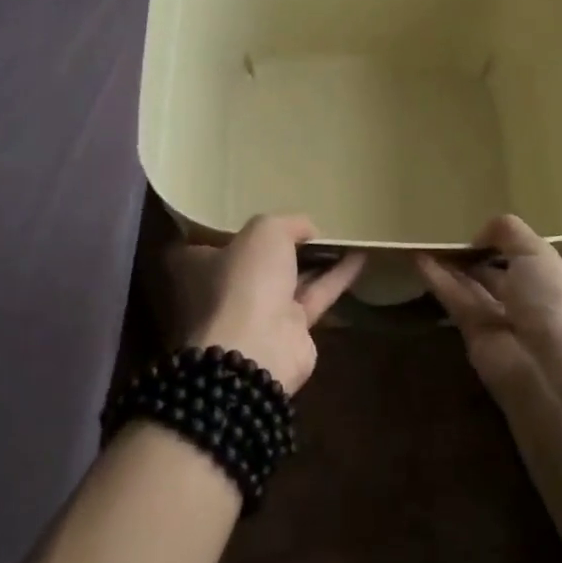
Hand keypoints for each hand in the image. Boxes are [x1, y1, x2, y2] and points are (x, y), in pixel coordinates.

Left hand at [174, 215, 364, 394]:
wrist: (258, 348)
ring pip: (290, 278)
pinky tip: (360, 256)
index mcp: (201, 265)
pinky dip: (337, 276)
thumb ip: (288, 223)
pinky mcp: (290, 330)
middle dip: (281, 245)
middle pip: (255, 261)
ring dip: (316, 259)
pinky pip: (315, 295)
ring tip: (343, 235)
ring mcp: (258, 313)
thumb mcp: (265, 231)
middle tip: (308, 223)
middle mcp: (226, 289)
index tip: (260, 214)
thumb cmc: (246, 281)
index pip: (211, 242)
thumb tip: (307, 230)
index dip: (234, 228)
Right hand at [416, 216, 561, 395]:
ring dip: (452, 266)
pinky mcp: (474, 336)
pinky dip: (438, 281)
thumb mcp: (540, 255)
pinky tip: (418, 259)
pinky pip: (456, 302)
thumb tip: (481, 234)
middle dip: (477, 255)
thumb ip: (511, 234)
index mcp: (558, 284)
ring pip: (473, 287)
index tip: (483, 226)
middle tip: (448, 231)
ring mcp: (502, 321)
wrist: (548, 372)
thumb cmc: (555, 305)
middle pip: (498, 274)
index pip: (530, 259)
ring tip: (426, 240)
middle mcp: (531, 304)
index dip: (508, 244)